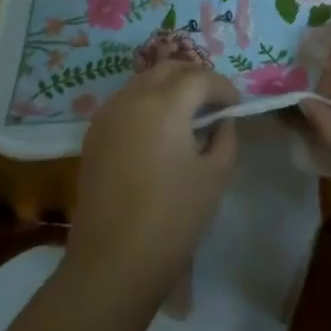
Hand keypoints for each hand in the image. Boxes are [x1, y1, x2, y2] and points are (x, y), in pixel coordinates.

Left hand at [64, 62, 239, 306]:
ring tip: (188, 114)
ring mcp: (108, 114)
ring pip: (143, 80)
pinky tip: (158, 129)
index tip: (236, 107)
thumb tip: (221, 121)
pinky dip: (146, 102)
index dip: (223, 88)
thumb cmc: (172, 218)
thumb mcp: (214, 177)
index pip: (200, 78)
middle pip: (169, 68)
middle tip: (214, 101)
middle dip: (195, 77)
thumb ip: (224, 139)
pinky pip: (125, 101)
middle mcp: (133, 97)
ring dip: (169, 86)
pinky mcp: (94, 134)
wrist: (112, 262)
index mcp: (165, 103)